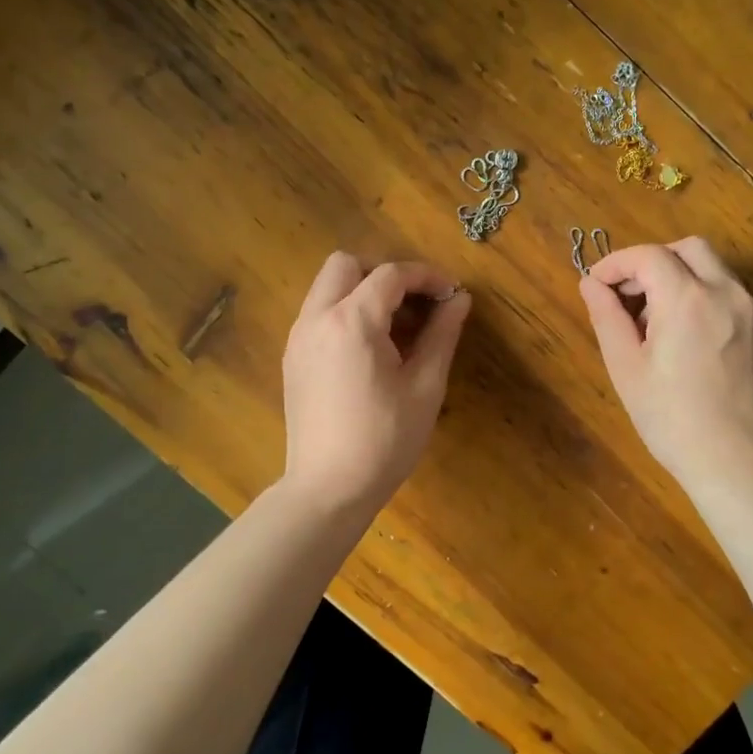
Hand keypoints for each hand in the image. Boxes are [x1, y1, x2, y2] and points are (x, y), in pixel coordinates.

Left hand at [281, 252, 472, 520]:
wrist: (328, 489)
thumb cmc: (385, 439)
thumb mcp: (425, 386)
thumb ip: (442, 334)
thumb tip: (460, 299)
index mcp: (353, 321)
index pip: (391, 274)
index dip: (426, 276)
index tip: (451, 294)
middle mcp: (317, 318)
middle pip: (346, 264)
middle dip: (384, 273)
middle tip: (415, 304)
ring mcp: (298, 338)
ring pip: (327, 287)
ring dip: (362, 291)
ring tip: (396, 328)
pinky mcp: (293, 358)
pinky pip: (318, 313)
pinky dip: (344, 312)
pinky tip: (369, 350)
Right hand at [578, 237, 752, 494]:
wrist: (741, 463)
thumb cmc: (672, 420)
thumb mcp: (626, 369)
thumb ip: (606, 317)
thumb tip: (590, 284)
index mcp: (687, 299)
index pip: (648, 256)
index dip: (616, 263)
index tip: (597, 285)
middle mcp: (728, 293)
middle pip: (690, 249)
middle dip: (654, 261)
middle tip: (630, 296)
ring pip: (716, 272)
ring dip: (683, 280)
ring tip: (660, 325)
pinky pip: (735, 300)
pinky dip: (708, 303)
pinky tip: (695, 345)